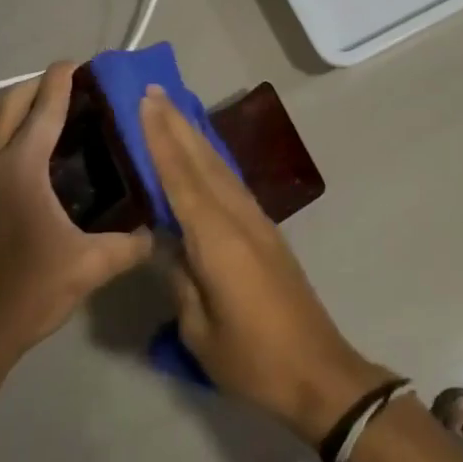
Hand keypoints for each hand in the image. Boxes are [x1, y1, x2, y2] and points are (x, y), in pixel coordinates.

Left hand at [0, 64, 153, 379]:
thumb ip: (130, 245)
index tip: (76, 62)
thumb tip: (160, 232)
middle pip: (8, 106)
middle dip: (34, 86)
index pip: (43, 111)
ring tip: (43, 110)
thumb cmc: (30, 290)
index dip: (60, 82)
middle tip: (66, 85)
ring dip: (12, 107)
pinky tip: (20, 152)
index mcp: (20, 168)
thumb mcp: (90, 266)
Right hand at [139, 85, 390, 442]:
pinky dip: (212, 162)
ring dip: (196, 137)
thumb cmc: (253, 359)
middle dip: (177, 125)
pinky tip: (203, 156)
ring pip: (221, 169)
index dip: (161, 139)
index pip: (182, 179)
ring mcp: (258, 223)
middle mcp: (239, 219)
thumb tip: (165, 241)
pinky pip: (232, 185)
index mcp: (218, 240)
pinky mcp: (267, 233)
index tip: (145, 102)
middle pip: (203, 162)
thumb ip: (180, 278)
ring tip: (173, 111)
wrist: (317, 371)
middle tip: (153, 91)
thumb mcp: (200, 329)